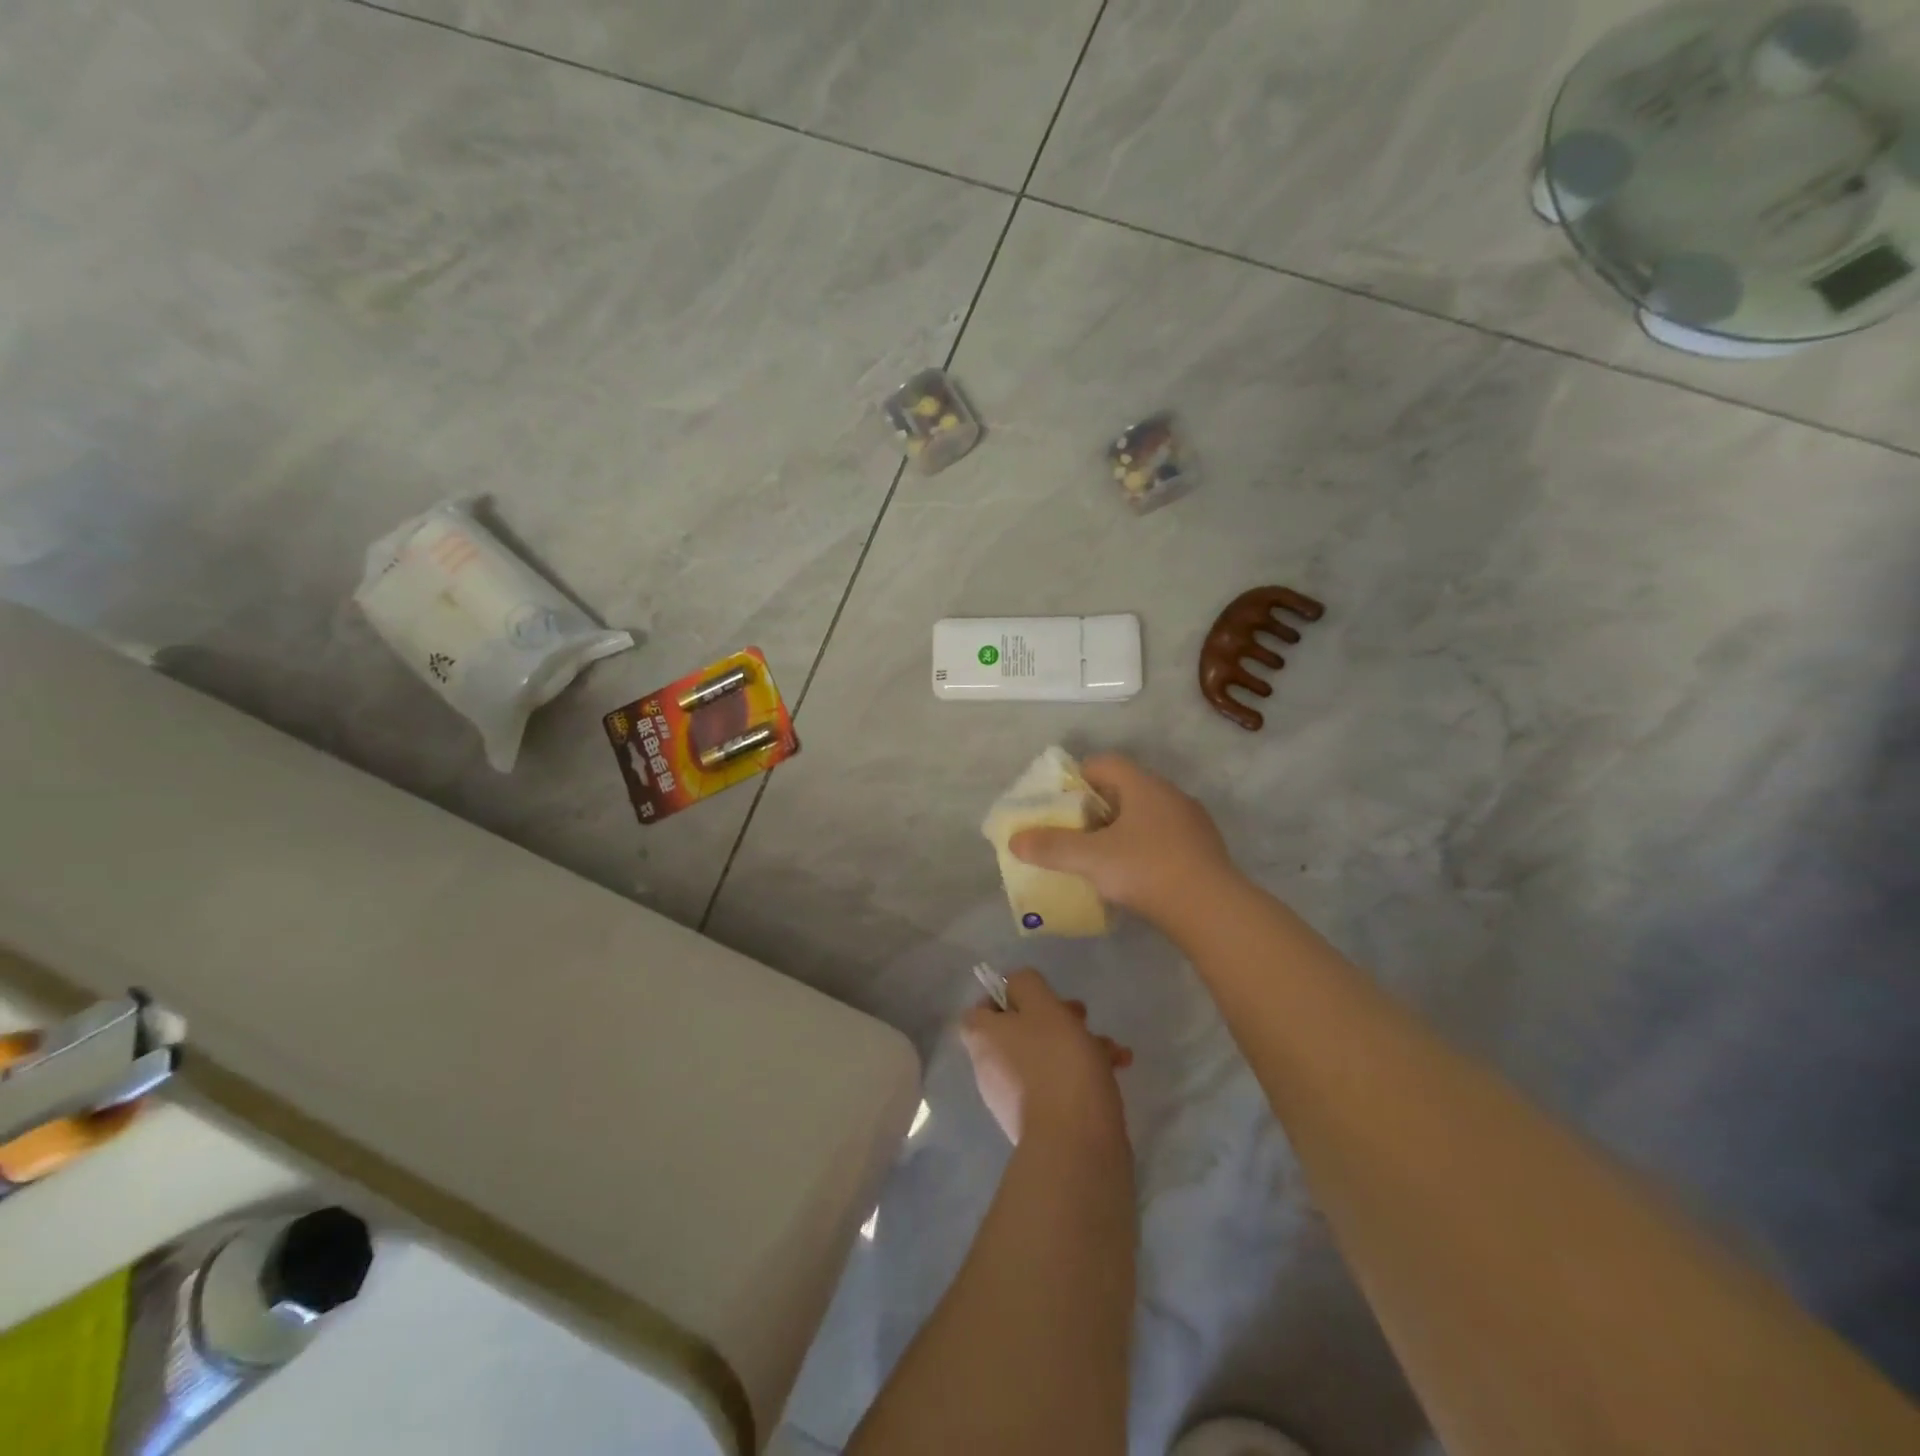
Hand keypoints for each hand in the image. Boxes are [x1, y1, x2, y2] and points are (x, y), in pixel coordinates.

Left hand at [960, 970, 1131, 1145]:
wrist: (1075, 1145)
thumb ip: (1026, 984)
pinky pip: (1058, 1085)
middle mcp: (990, 1068)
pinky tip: (1117, 1068)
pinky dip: (1082, 1073)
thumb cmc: (1056, 1063)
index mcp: (983, 1038)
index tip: (1040, 996)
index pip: (982, 1008)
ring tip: (1110, 1048)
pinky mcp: (1041, 1122)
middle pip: (1019, 1030)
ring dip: (1078, 1044)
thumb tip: (1016, 985)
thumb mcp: (1043, 1006)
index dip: (1009, 997)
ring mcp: (1014, 1099)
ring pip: (1045, 1057)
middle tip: (1083, 1016)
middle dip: (1056, 1018)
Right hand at [1008, 754, 1236, 928]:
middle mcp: (1170, 794)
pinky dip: (1143, 848)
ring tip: (1100, 856)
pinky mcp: (1204, 849)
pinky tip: (1134, 875)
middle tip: (1073, 831)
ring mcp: (1191, 822)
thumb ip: (1051, 847)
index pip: (1104, 763)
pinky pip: (1164, 838)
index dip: (1077, 777)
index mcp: (1143, 785)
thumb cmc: (1146, 870)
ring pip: (1146, 814)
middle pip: (1124, 788)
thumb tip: (1015, 840)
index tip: (1058, 803)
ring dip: (1121, 829)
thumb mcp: (1090, 859)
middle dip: (1096, 807)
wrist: (1212, 909)